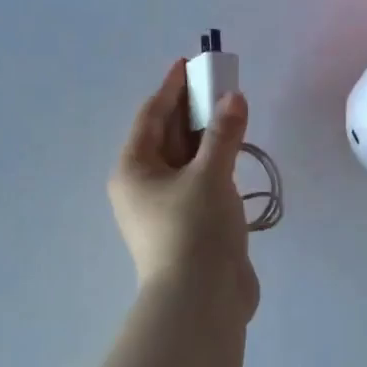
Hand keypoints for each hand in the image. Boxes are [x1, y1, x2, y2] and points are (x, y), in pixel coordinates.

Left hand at [109, 61, 259, 321]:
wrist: (201, 302)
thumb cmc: (194, 229)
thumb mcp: (210, 175)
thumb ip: (223, 134)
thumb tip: (233, 98)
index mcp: (134, 169)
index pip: (152, 116)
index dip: (171, 88)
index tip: (188, 64)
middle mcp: (143, 186)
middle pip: (167, 136)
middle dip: (191, 109)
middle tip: (219, 83)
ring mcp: (164, 208)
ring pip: (184, 160)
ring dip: (205, 136)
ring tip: (230, 110)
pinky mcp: (187, 226)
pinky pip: (198, 182)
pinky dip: (213, 164)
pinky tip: (233, 153)